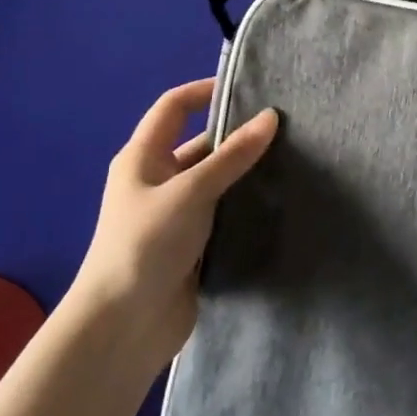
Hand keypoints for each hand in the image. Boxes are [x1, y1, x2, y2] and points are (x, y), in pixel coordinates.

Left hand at [73, 78, 277, 374]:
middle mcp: (157, 180)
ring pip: (216, 181)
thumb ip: (232, 156)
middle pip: (200, 144)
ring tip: (293, 160)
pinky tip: (279, 201)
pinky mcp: (191, 244)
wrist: (123, 327)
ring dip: (245, 173)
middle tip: (285, 128)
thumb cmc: (146, 244)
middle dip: (237, 136)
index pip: (174, 107)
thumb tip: (270, 117)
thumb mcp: (190, 192)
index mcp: (142, 158)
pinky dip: (245, 205)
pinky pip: (223, 213)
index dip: (205, 91)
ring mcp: (174, 214)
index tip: (249, 88)